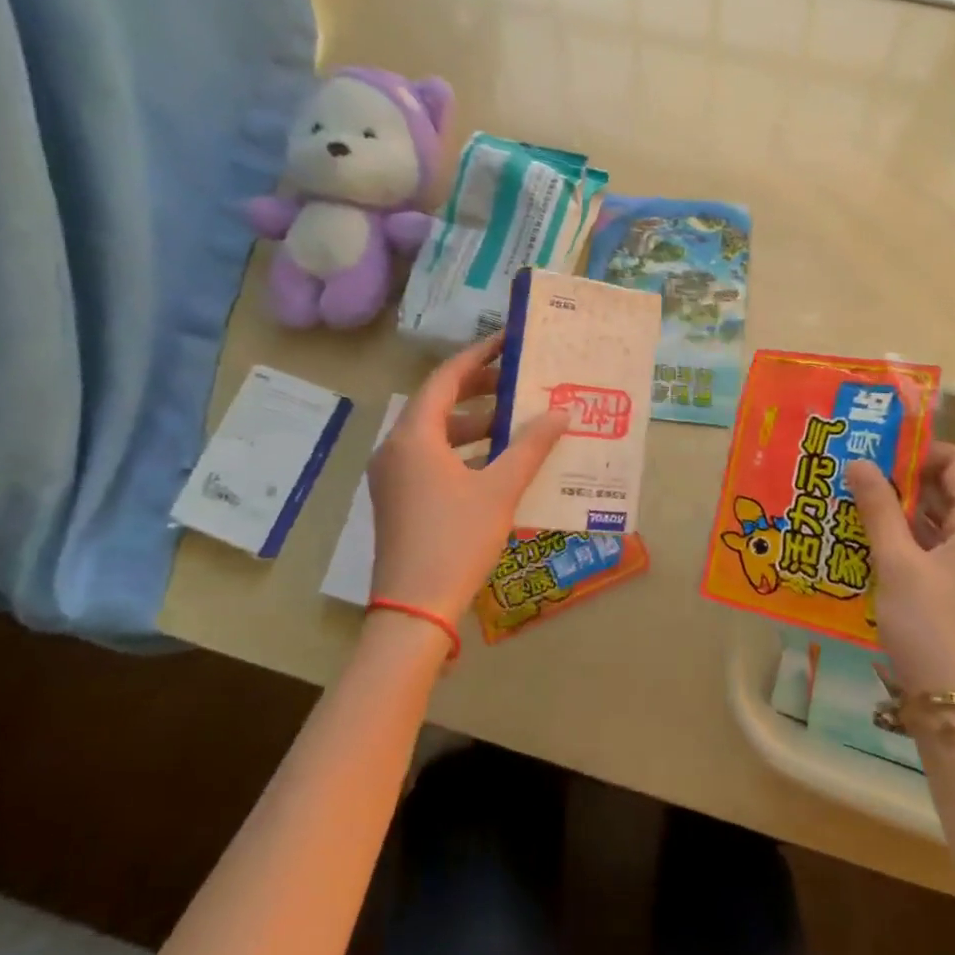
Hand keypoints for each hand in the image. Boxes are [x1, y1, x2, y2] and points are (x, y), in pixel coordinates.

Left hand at [367, 333, 570, 629]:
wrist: (413, 611)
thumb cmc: (456, 540)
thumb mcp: (500, 489)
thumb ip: (531, 446)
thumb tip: (562, 412)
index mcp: (414, 436)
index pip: (445, 378)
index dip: (478, 357)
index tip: (507, 343)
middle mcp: (395, 448)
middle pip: (438, 404)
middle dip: (479, 391)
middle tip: (518, 380)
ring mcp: (392, 476)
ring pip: (435, 434)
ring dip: (474, 424)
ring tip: (516, 421)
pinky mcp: (397, 499)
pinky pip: (430, 459)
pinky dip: (462, 452)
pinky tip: (496, 461)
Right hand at [846, 445, 954, 703]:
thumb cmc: (931, 627)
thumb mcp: (897, 564)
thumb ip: (878, 508)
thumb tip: (859, 462)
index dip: (917, 451)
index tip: (874, 450)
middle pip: (947, 491)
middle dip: (901, 479)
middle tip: (854, 472)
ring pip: (937, 522)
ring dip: (898, 511)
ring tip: (852, 501)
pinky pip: (933, 549)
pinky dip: (904, 539)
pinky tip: (866, 539)